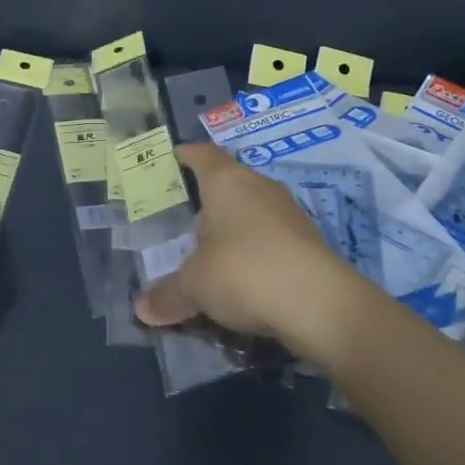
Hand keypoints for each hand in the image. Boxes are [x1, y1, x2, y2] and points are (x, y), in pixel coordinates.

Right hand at [135, 143, 368, 360]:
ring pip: (254, 210)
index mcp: (227, 181)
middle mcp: (259, 187)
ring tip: (213, 250)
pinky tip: (246, 275)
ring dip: (236, 226)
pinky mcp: (310, 242)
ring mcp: (289, 213)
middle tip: (186, 217)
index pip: (203, 155)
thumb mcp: (195, 286)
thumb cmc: (244, 272)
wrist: (321, 305)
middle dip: (210, 198)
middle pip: (230, 181)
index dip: (187, 155)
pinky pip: (273, 237)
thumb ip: (168, 294)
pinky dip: (257, 250)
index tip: (174, 157)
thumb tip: (143, 310)